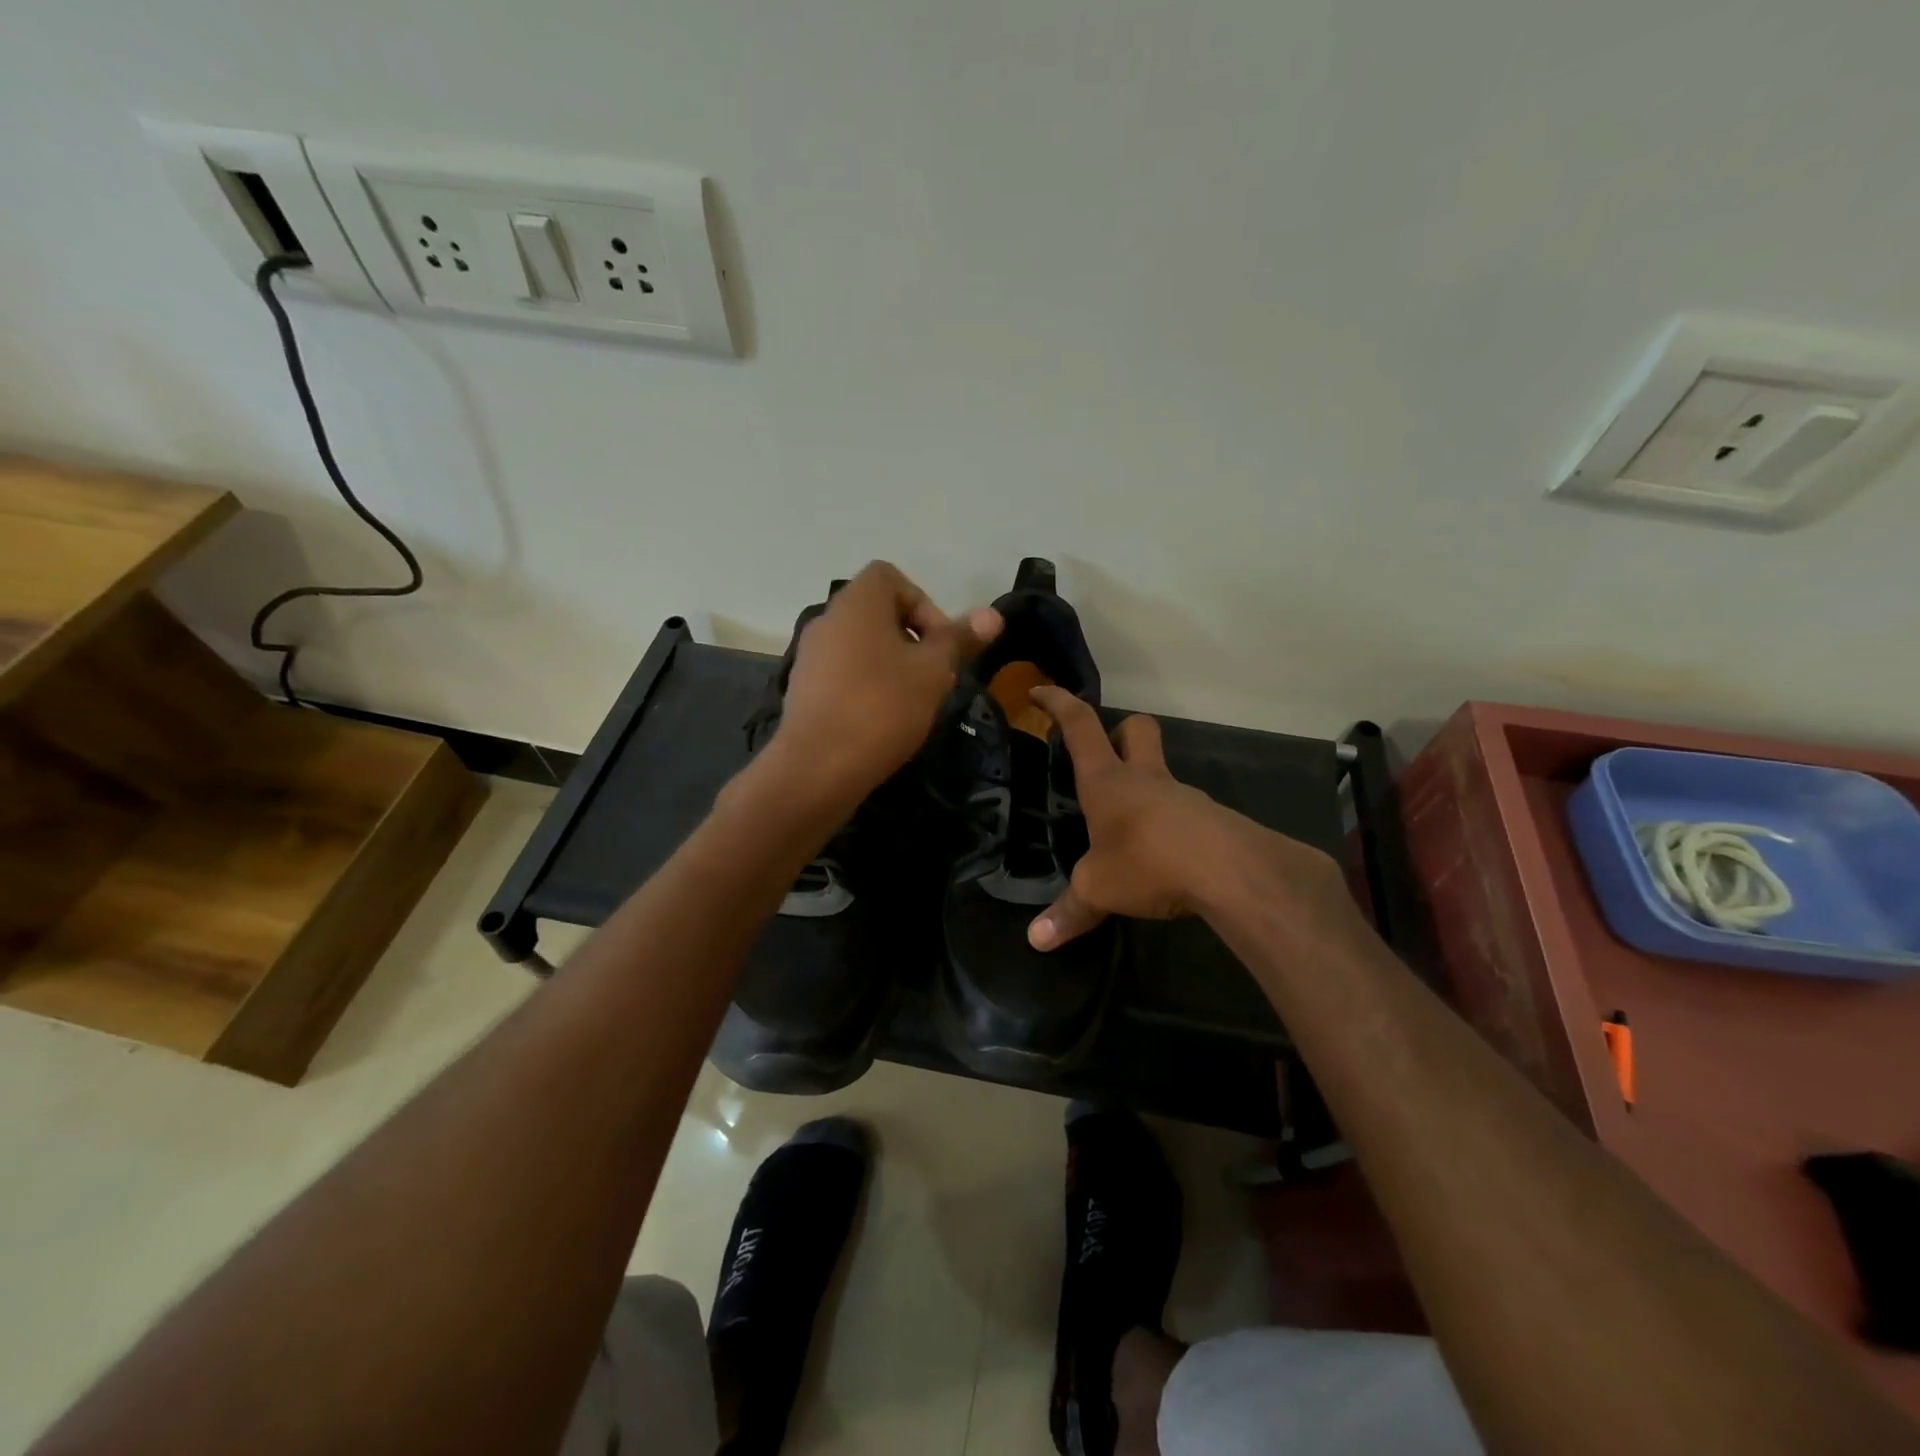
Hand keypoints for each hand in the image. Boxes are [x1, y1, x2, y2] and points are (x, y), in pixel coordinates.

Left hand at [771, 561, 1000, 803]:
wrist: (817, 768)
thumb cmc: (882, 707)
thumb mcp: (933, 672)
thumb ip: (960, 639)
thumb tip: (992, 615)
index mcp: (856, 603)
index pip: (890, 577)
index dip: (923, 603)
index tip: (939, 643)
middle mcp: (827, 620)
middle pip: (877, 613)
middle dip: (912, 639)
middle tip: (932, 676)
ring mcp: (810, 656)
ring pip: (861, 646)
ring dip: (891, 666)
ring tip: (911, 702)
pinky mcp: (803, 690)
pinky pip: (844, 674)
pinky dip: (866, 687)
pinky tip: (881, 722)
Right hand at [1027, 686, 1341, 949]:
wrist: (1233, 872)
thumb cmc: (1149, 862)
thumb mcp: (1098, 890)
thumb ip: (1068, 911)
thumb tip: (1036, 940)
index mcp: (1108, 782)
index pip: (1081, 726)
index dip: (1059, 704)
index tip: (1041, 690)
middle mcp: (1147, 779)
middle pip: (1137, 729)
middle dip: (1119, 729)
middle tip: (1104, 751)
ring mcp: (1184, 797)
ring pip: (1163, 773)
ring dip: (1145, 787)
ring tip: (1127, 830)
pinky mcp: (1212, 820)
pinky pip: (1184, 812)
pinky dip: (1169, 825)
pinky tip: (1163, 858)